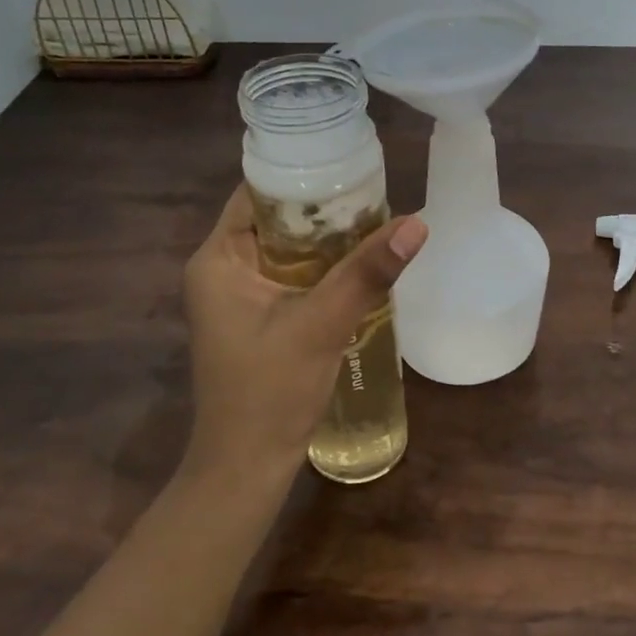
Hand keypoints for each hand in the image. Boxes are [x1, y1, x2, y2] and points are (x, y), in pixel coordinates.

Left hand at [181, 185, 426, 479]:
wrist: (248, 466)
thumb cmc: (270, 391)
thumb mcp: (321, 324)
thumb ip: (366, 273)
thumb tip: (417, 224)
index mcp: (218, 259)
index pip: (259, 195)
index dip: (304, 179)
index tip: (351, 169)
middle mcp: (222, 270)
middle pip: (277, 221)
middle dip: (324, 211)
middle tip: (376, 196)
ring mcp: (239, 297)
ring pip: (289, 251)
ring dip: (329, 242)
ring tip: (378, 224)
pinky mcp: (258, 320)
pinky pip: (295, 278)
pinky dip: (325, 270)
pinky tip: (362, 268)